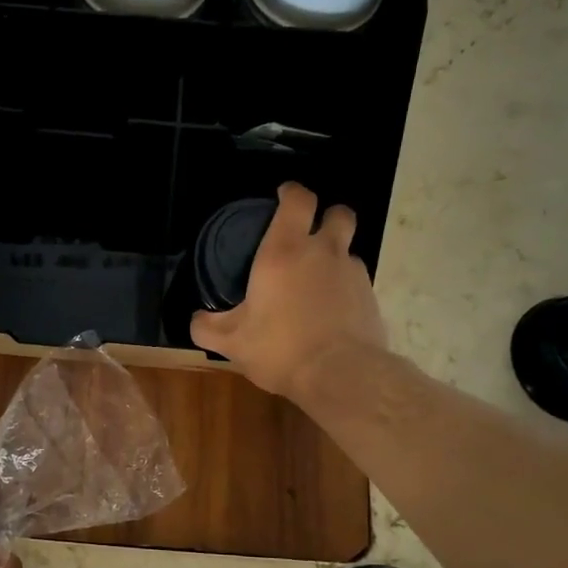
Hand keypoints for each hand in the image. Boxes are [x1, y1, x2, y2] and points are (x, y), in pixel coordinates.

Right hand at [190, 182, 388, 401]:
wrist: (341, 375)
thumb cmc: (280, 348)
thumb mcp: (231, 342)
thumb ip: (207, 326)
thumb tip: (197, 318)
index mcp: (284, 252)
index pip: (298, 200)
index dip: (292, 192)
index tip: (283, 195)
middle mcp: (323, 253)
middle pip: (338, 214)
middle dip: (327, 216)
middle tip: (310, 235)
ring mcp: (352, 273)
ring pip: (348, 250)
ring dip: (334, 257)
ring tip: (315, 284)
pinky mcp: (371, 297)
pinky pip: (356, 281)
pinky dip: (343, 288)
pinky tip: (330, 312)